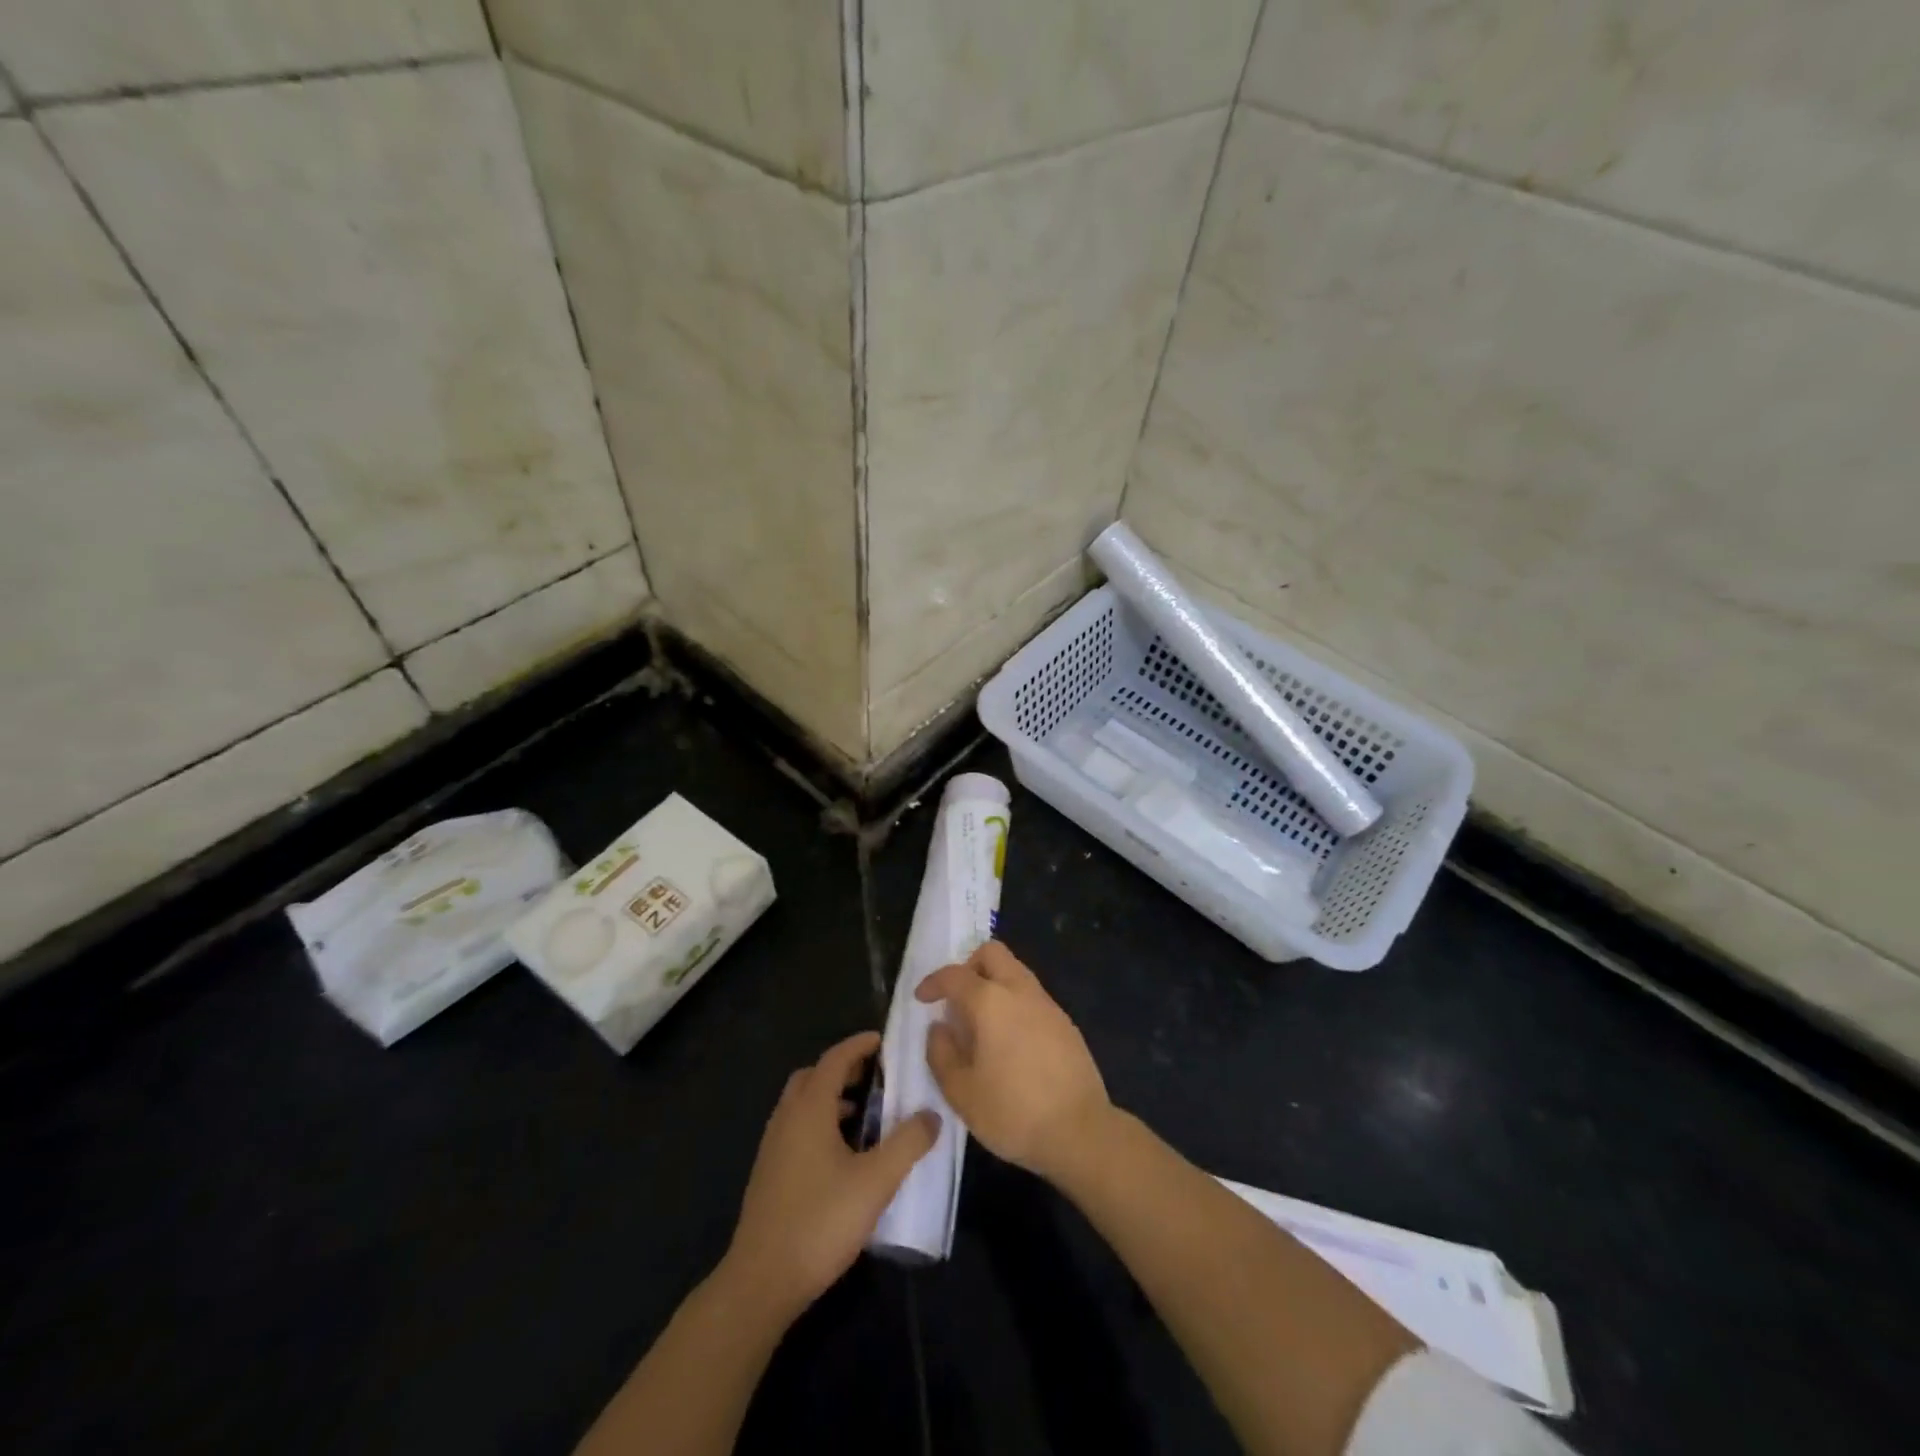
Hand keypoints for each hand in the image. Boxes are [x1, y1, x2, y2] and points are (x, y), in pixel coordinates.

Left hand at [722, 1031, 939, 1320]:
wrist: (762, 1281)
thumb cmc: (821, 1221)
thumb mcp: (876, 1182)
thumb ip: (907, 1143)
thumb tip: (932, 1115)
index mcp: (809, 1108)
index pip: (835, 1059)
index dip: (859, 1045)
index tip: (884, 1040)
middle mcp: (787, 1117)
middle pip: (813, 1076)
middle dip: (844, 1069)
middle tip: (876, 1076)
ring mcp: (773, 1146)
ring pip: (802, 1104)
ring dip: (832, 1098)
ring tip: (866, 1114)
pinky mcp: (769, 1173)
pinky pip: (797, 1128)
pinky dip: (820, 1122)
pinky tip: (842, 1154)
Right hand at [916, 942, 1111, 1184]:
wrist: (1080, 1132)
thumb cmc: (1013, 1112)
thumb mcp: (961, 1092)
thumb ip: (941, 1053)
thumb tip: (939, 1028)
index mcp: (990, 1001)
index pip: (955, 975)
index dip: (933, 982)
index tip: (922, 998)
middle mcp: (1020, 991)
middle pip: (992, 953)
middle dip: (969, 966)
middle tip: (956, 998)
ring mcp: (1048, 1005)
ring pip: (1015, 971)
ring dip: (993, 983)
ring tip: (980, 1023)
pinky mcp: (1066, 1023)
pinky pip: (1032, 997)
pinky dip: (1014, 1003)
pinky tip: (1009, 1041)